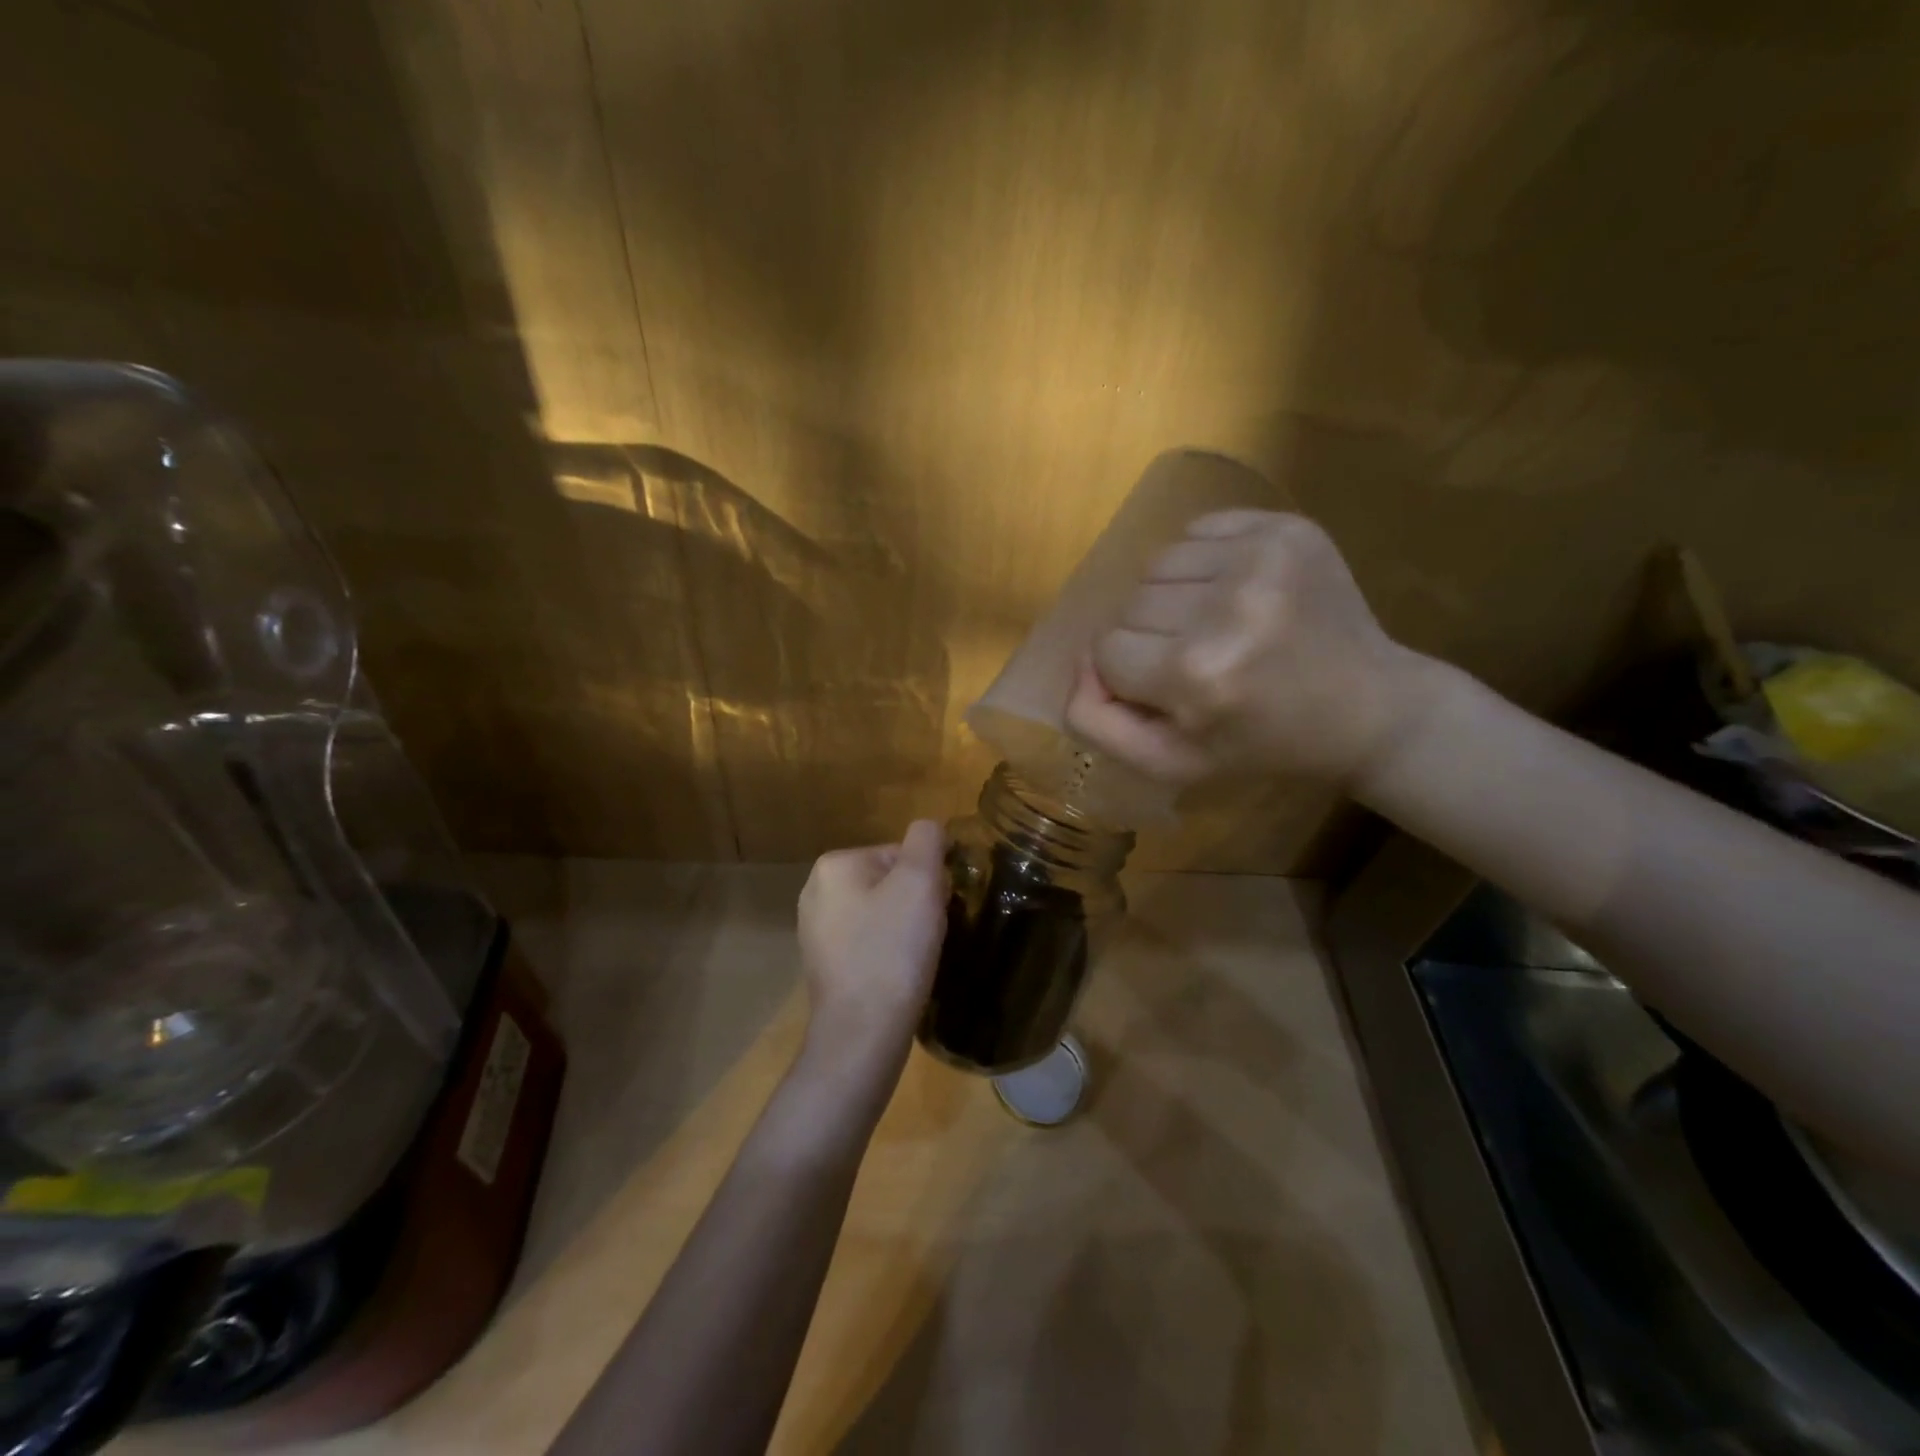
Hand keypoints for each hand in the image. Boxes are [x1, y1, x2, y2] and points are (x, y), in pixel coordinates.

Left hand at [796, 820, 949, 1071]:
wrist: (863, 1033)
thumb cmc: (892, 951)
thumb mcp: (920, 882)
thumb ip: (927, 840)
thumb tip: (930, 830)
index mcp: (834, 865)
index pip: (900, 854)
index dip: (929, 880)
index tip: (938, 910)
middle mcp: (816, 892)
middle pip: (890, 882)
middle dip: (917, 904)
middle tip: (930, 935)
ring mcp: (816, 931)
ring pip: (882, 913)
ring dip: (906, 929)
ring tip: (916, 958)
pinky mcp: (824, 965)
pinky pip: (869, 943)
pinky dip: (889, 953)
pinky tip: (899, 975)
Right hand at [1065, 510, 1435, 789]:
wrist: (1367, 707)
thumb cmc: (1261, 744)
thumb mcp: (1170, 762)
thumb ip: (1098, 723)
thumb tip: (1079, 663)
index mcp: (1197, 675)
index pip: (1106, 651)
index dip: (1129, 674)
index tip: (1170, 690)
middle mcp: (1227, 607)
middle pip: (1129, 605)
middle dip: (1149, 636)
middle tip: (1197, 660)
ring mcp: (1261, 557)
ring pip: (1157, 565)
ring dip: (1171, 596)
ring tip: (1215, 623)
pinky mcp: (1284, 527)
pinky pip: (1196, 531)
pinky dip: (1200, 561)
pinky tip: (1235, 592)